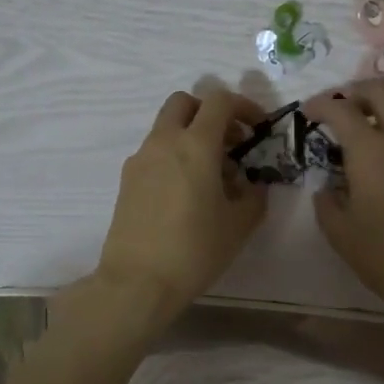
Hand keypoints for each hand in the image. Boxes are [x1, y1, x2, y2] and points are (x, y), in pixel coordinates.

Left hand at [95, 90, 268, 324]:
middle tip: (229, 142)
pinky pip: (154, 152)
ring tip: (211, 175)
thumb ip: (254, 195)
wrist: (137, 282)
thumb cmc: (195, 250)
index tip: (256, 129)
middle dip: (209, 113)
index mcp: (195, 145)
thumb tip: (252, 183)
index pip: (219, 101)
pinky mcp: (127, 179)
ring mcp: (140, 159)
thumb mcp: (239, 225)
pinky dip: (173, 156)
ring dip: (190, 136)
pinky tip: (185, 193)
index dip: (243, 106)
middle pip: (184, 102)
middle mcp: (164, 142)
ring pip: (166, 128)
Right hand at [305, 82, 383, 334]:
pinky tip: (382, 162)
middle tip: (335, 111)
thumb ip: (327, 202)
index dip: (320, 105)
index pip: (342, 110)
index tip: (306, 113)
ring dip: (377, 111)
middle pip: (381, 92)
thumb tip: (328, 186)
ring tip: (356, 137)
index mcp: (373, 152)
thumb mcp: (341, 235)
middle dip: (354, 93)